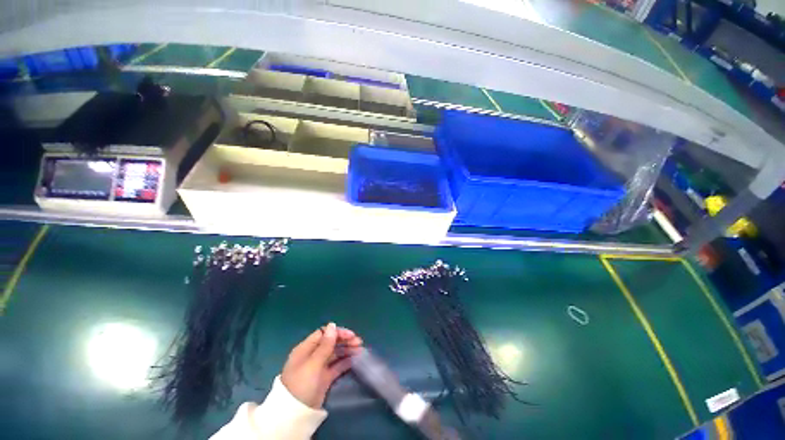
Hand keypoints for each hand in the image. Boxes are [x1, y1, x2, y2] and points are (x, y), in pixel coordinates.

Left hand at [281, 323, 362, 408]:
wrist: (295, 415)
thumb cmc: (302, 383)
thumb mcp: (314, 363)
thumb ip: (325, 345)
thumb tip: (332, 325)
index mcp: (306, 348)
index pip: (324, 334)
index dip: (337, 333)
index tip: (351, 335)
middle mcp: (312, 356)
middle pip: (331, 343)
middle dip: (345, 341)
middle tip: (359, 343)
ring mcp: (319, 367)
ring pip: (335, 354)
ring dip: (347, 350)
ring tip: (360, 351)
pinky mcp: (324, 378)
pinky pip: (336, 366)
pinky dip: (345, 362)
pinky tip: (354, 360)